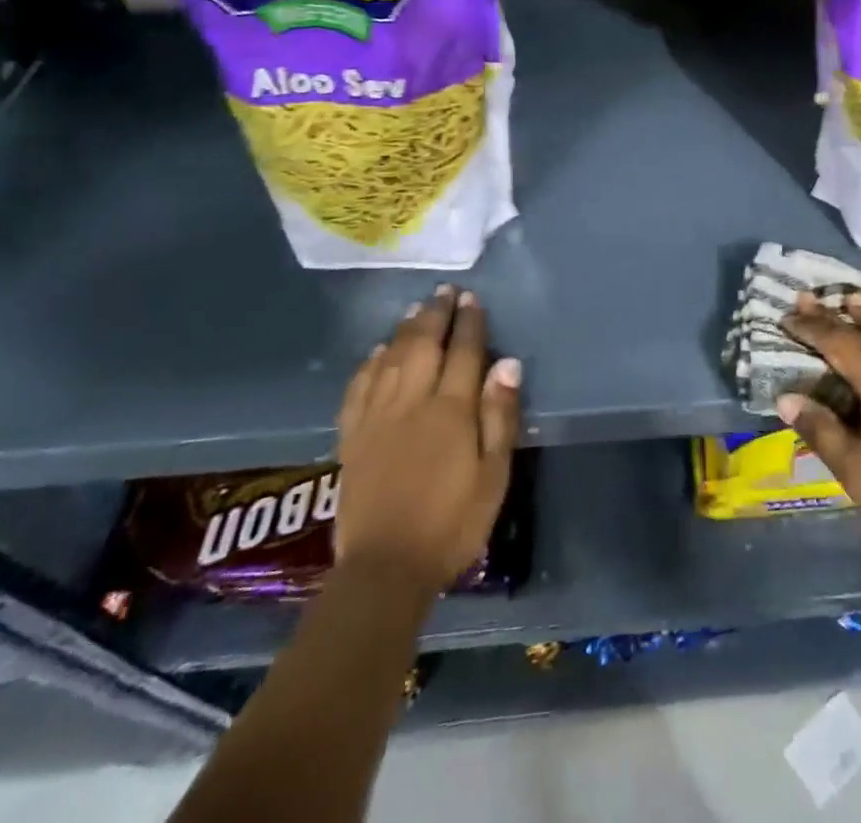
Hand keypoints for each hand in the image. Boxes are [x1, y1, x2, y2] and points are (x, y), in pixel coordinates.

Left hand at [332, 285, 521, 593]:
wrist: (385, 569)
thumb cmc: (452, 523)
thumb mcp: (494, 475)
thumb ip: (500, 416)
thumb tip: (508, 364)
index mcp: (450, 410)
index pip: (463, 353)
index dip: (469, 323)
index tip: (472, 298)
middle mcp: (411, 402)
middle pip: (423, 345)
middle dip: (435, 315)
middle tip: (445, 291)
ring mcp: (376, 417)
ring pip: (391, 358)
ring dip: (405, 330)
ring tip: (416, 309)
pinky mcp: (352, 437)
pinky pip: (359, 387)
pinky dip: (370, 363)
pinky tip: (378, 352)